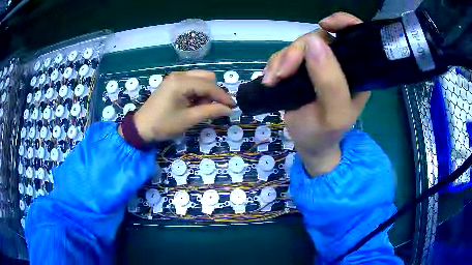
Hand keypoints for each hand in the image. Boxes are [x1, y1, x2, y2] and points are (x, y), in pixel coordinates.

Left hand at [120, 70, 234, 141]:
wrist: (141, 128)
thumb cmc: (163, 125)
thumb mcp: (188, 119)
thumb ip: (210, 111)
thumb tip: (229, 109)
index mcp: (181, 82)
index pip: (209, 86)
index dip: (223, 96)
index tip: (233, 107)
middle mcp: (179, 75)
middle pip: (207, 77)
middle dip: (213, 92)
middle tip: (208, 108)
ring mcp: (175, 77)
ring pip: (200, 78)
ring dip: (205, 91)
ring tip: (198, 107)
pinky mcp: (172, 82)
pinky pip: (192, 82)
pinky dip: (197, 91)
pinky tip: (191, 103)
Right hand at [263, 12, 369, 175]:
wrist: (309, 145)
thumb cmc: (325, 134)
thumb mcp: (334, 113)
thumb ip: (330, 81)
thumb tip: (313, 41)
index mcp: (356, 72)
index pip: (355, 36)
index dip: (342, 23)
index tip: (324, 25)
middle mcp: (339, 64)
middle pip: (318, 38)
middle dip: (297, 51)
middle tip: (282, 74)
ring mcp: (318, 65)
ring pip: (298, 46)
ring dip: (282, 60)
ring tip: (273, 81)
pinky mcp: (301, 69)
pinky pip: (285, 55)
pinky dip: (275, 65)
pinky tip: (270, 81)